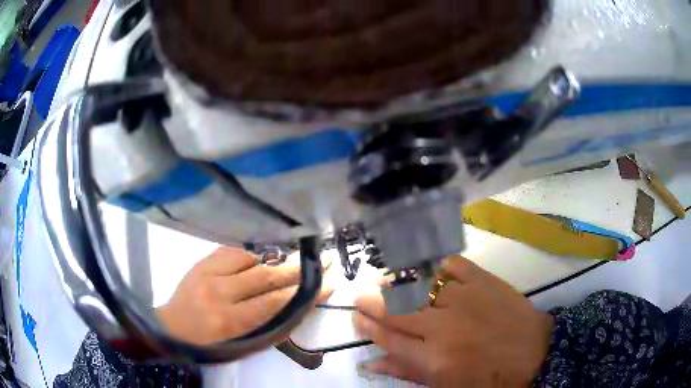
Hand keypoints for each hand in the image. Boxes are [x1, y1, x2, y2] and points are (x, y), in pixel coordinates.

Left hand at [157, 246, 332, 344]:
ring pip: (251, 259)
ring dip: (276, 260)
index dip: (304, 292)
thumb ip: (270, 329)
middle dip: (298, 268)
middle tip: (322, 259)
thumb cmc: (209, 344)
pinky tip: (261, 259)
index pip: (275, 302)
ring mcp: (207, 272)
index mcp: (229, 321)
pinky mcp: (202, 261)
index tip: (327, 282)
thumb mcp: (240, 346)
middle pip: (266, 276)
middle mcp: (218, 293)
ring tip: (294, 260)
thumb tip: (298, 305)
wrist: (171, 326)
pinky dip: (253, 255)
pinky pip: (234, 251)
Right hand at [353, 255, 552, 386]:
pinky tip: (425, 268)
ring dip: (396, 284)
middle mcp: (444, 327)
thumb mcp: (446, 385)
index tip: (357, 318)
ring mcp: (465, 299)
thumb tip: (371, 363)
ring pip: (419, 287)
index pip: (389, 339)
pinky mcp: (484, 281)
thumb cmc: (488, 378)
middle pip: (396, 310)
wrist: (534, 354)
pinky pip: (452, 266)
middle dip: (372, 303)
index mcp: (434, 358)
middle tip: (361, 298)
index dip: (368, 327)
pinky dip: (436, 265)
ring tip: (384, 283)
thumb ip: (406, 373)